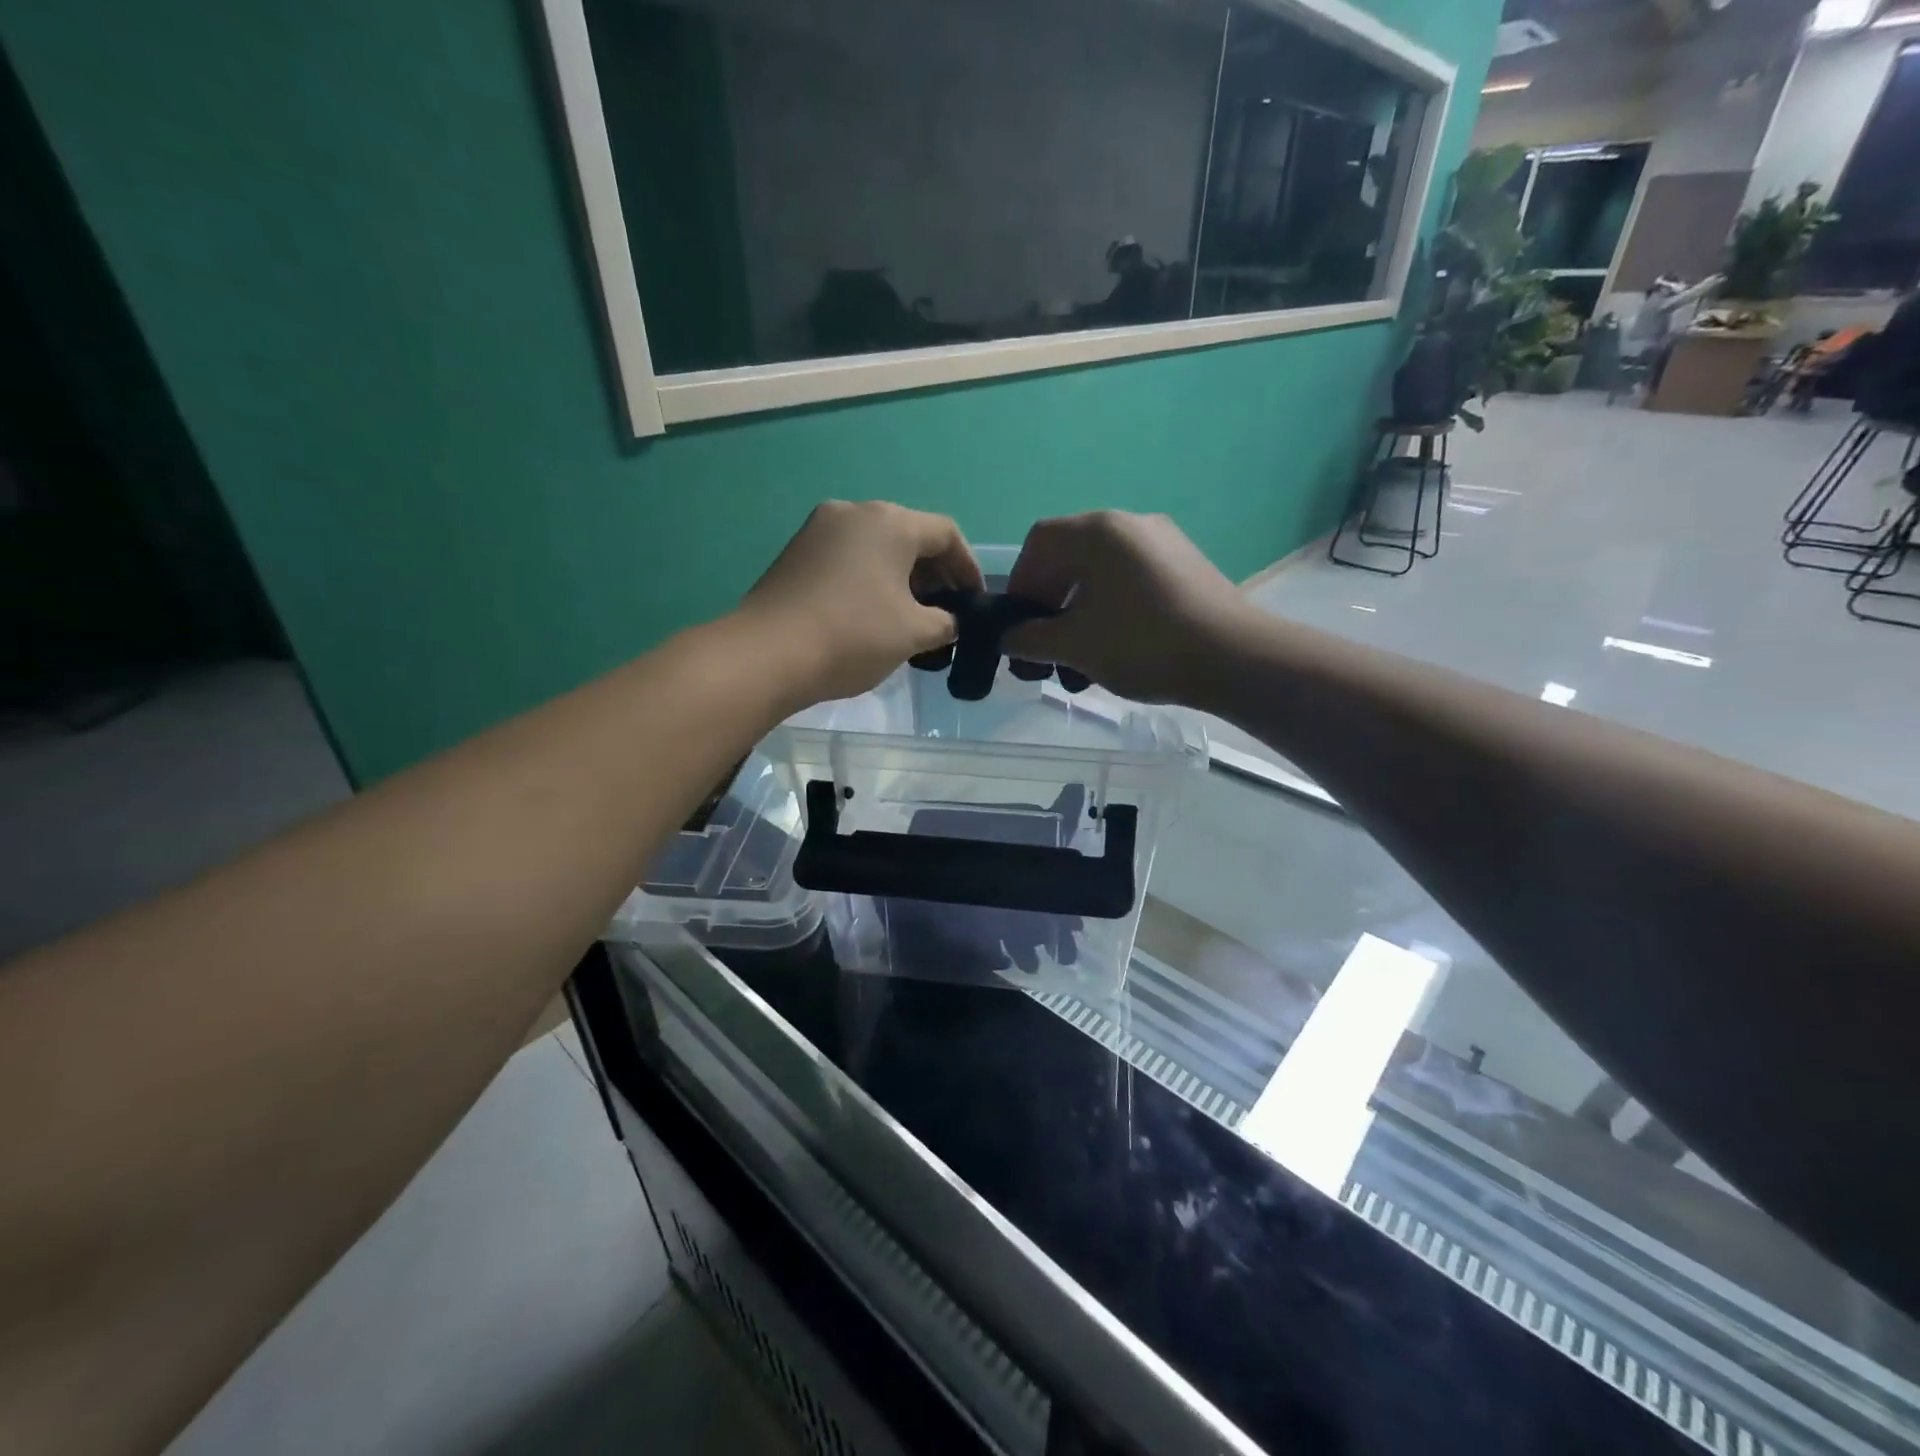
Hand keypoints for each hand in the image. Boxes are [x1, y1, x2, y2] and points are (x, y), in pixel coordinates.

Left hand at [738, 501, 981, 706]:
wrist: (767, 654)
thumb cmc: (853, 636)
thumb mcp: (913, 633)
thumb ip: (944, 623)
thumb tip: (946, 621)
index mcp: (890, 522)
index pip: (946, 534)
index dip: (968, 567)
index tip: (974, 601)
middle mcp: (854, 512)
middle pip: (909, 535)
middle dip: (934, 573)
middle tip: (945, 610)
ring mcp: (818, 529)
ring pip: (876, 547)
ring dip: (901, 577)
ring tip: (910, 616)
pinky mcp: (795, 552)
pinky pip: (847, 558)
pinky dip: (870, 579)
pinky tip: (871, 613)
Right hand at [1002, 511, 1252, 704]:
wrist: (1235, 659)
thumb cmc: (1143, 644)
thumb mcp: (1075, 645)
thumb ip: (1030, 639)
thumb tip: (1008, 639)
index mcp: (1099, 531)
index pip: (1040, 541)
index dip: (1020, 582)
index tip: (1018, 623)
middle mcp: (1132, 524)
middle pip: (1071, 555)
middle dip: (1049, 601)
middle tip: (1044, 644)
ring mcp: (1164, 543)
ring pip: (1102, 572)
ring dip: (1078, 610)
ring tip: (1078, 656)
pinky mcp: (1186, 568)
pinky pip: (1132, 580)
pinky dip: (1110, 608)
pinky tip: (1115, 647)